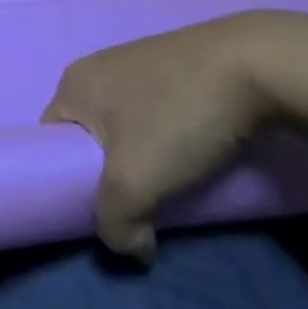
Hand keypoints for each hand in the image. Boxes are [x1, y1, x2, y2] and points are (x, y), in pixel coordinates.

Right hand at [44, 13, 292, 258]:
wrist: (256, 64)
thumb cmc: (177, 116)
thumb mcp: (134, 181)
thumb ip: (115, 223)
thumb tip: (131, 246)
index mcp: (73, 84)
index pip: (51, 143)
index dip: (68, 181)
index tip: (104, 209)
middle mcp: (97, 67)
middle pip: (91, 138)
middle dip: (112, 175)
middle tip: (142, 204)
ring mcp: (137, 62)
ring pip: (128, 128)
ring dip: (145, 160)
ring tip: (175, 183)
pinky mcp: (174, 65)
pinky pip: (157, 113)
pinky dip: (169, 139)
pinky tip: (196, 153)